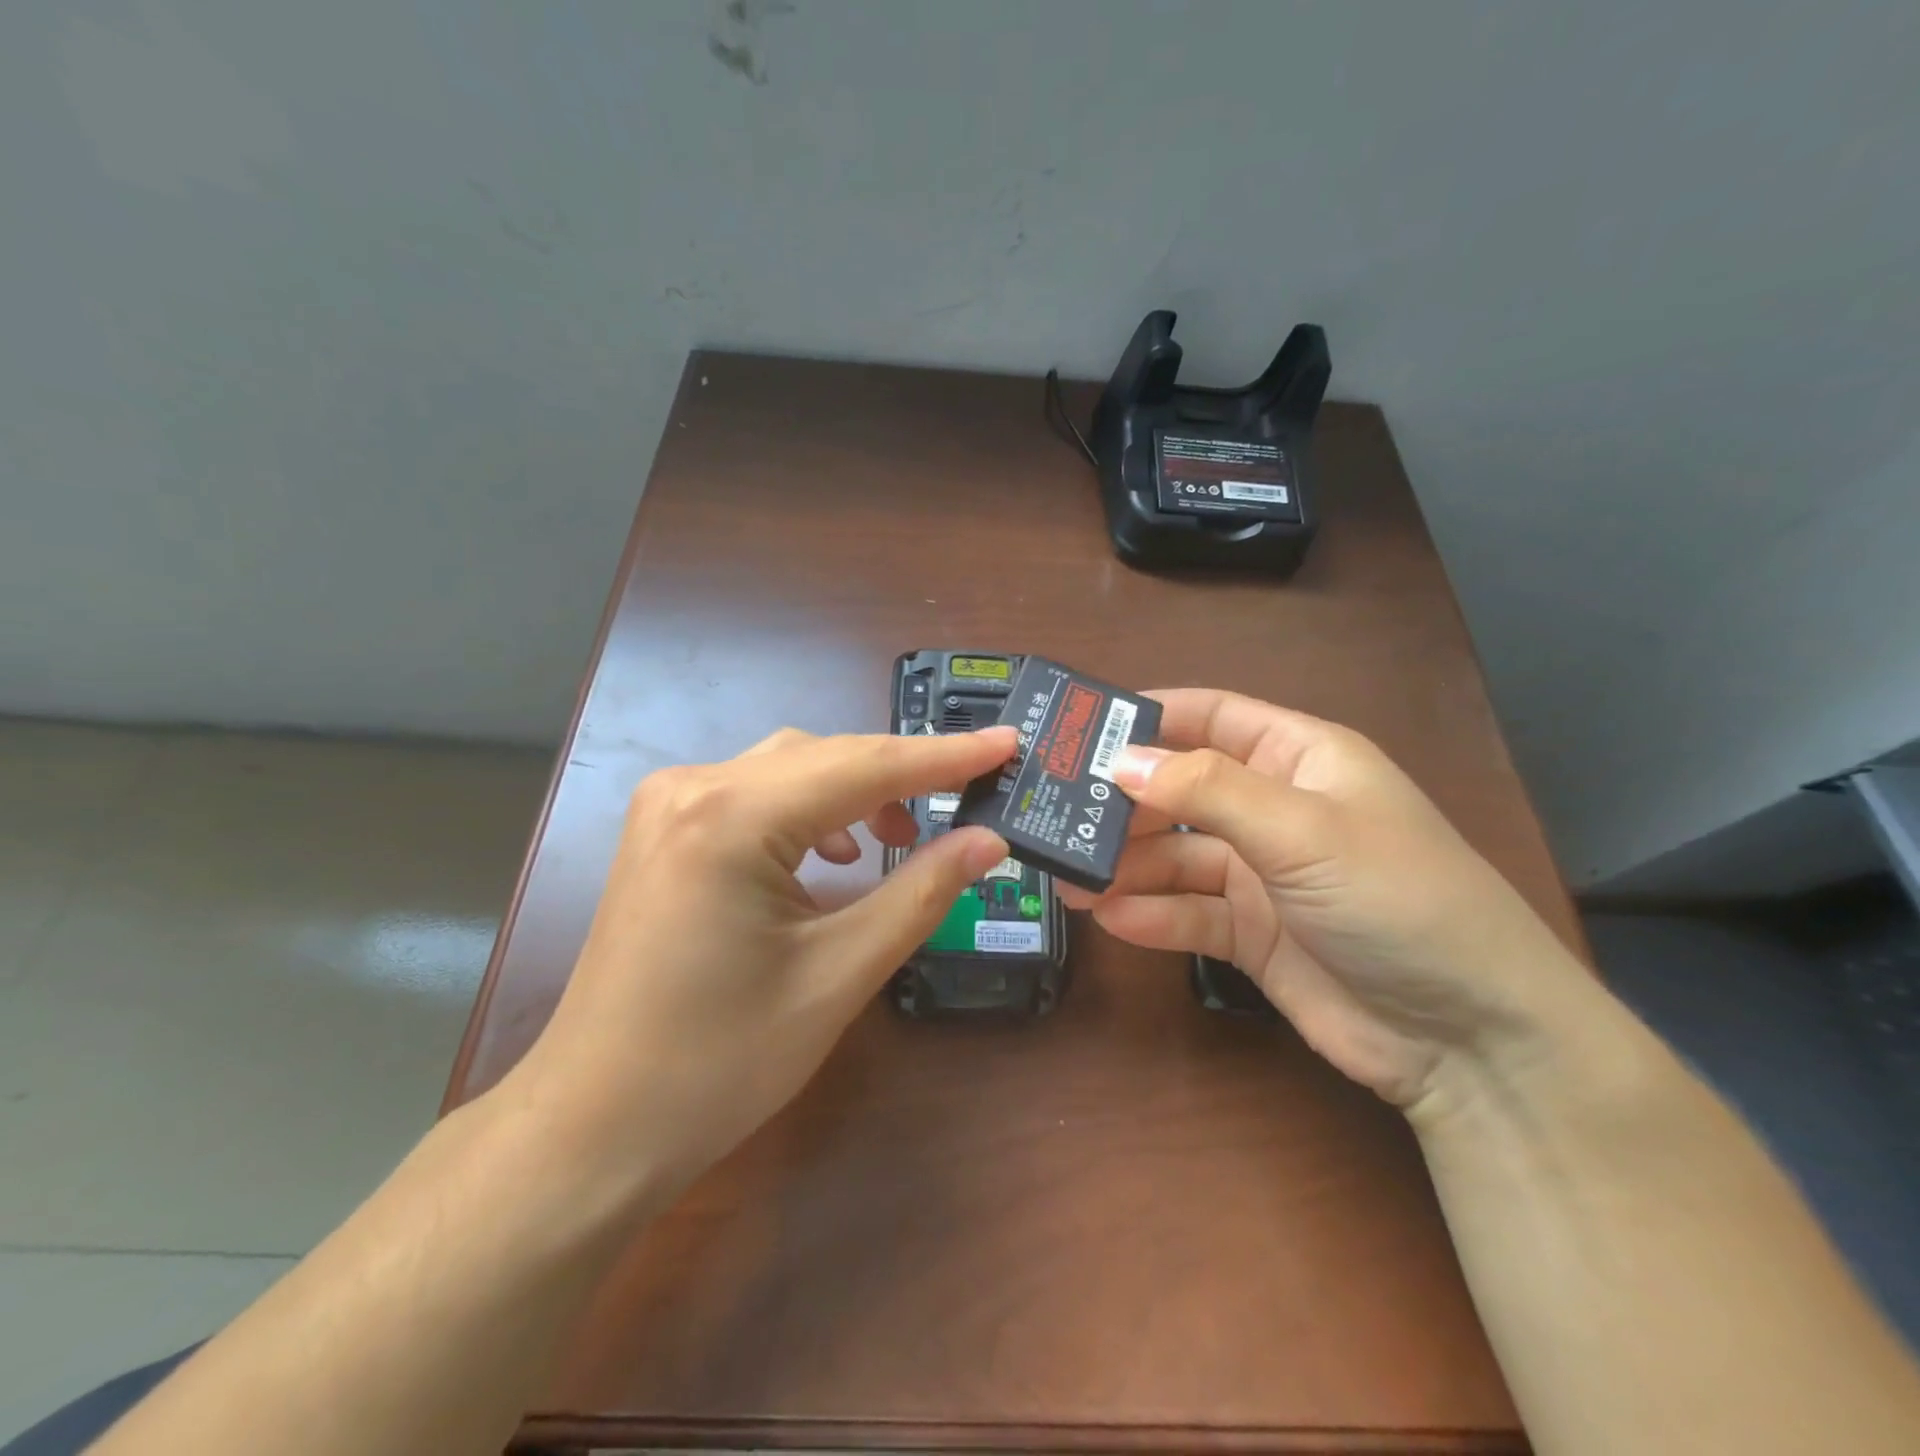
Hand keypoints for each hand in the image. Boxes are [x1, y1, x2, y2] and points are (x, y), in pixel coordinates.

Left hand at [504, 726, 1015, 1193]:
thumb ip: (922, 893)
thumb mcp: (839, 974)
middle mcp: (693, 787)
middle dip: (903, 774)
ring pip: (792, 769)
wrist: (594, 1125)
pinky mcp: (665, 829)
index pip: (864, 766)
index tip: (1009, 743)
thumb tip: (989, 840)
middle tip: (971, 796)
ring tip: (900, 836)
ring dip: (856, 791)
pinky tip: (832, 853)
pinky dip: (810, 808)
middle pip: (826, 757)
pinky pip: (756, 793)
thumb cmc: (720, 1062)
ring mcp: (669, 804)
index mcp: (731, 817)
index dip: (946, 756)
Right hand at [1059, 689, 1583, 1111]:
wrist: (1472, 1040)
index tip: (1081, 731)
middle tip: (1058, 816)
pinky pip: (1187, 914)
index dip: (1149, 717)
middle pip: (1179, 791)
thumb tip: (1121, 764)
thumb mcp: (1303, 829)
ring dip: (1125, 866)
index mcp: (1299, 759)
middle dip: (1123, 804)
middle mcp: (1273, 809)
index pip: (1210, 716)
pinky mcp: (1251, 934)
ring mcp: (1261, 875)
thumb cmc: (1398, 900)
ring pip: (1175, 857)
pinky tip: (1112, 918)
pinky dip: (1151, 915)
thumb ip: (1208, 791)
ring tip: (1069, 879)